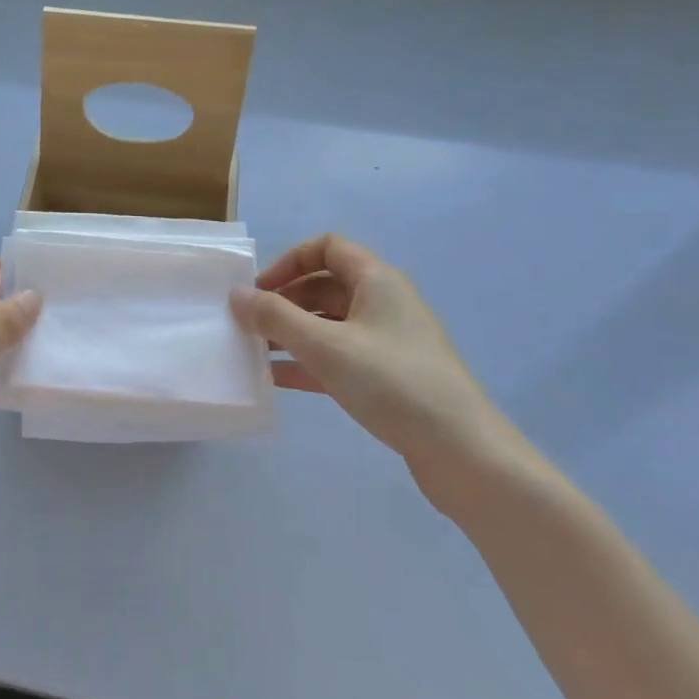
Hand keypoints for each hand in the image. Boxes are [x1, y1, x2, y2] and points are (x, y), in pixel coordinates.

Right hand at [232, 233, 521, 503]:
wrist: (462, 451)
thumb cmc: (391, 382)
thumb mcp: (325, 345)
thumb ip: (275, 317)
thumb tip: (236, 295)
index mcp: (377, 280)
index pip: (327, 247)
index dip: (289, 261)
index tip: (261, 289)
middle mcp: (384, 302)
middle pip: (324, 285)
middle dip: (284, 300)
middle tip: (250, 324)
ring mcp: (387, 341)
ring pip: (329, 323)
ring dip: (291, 332)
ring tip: (255, 351)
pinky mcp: (387, 376)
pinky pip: (338, 356)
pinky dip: (307, 361)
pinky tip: (276, 379)